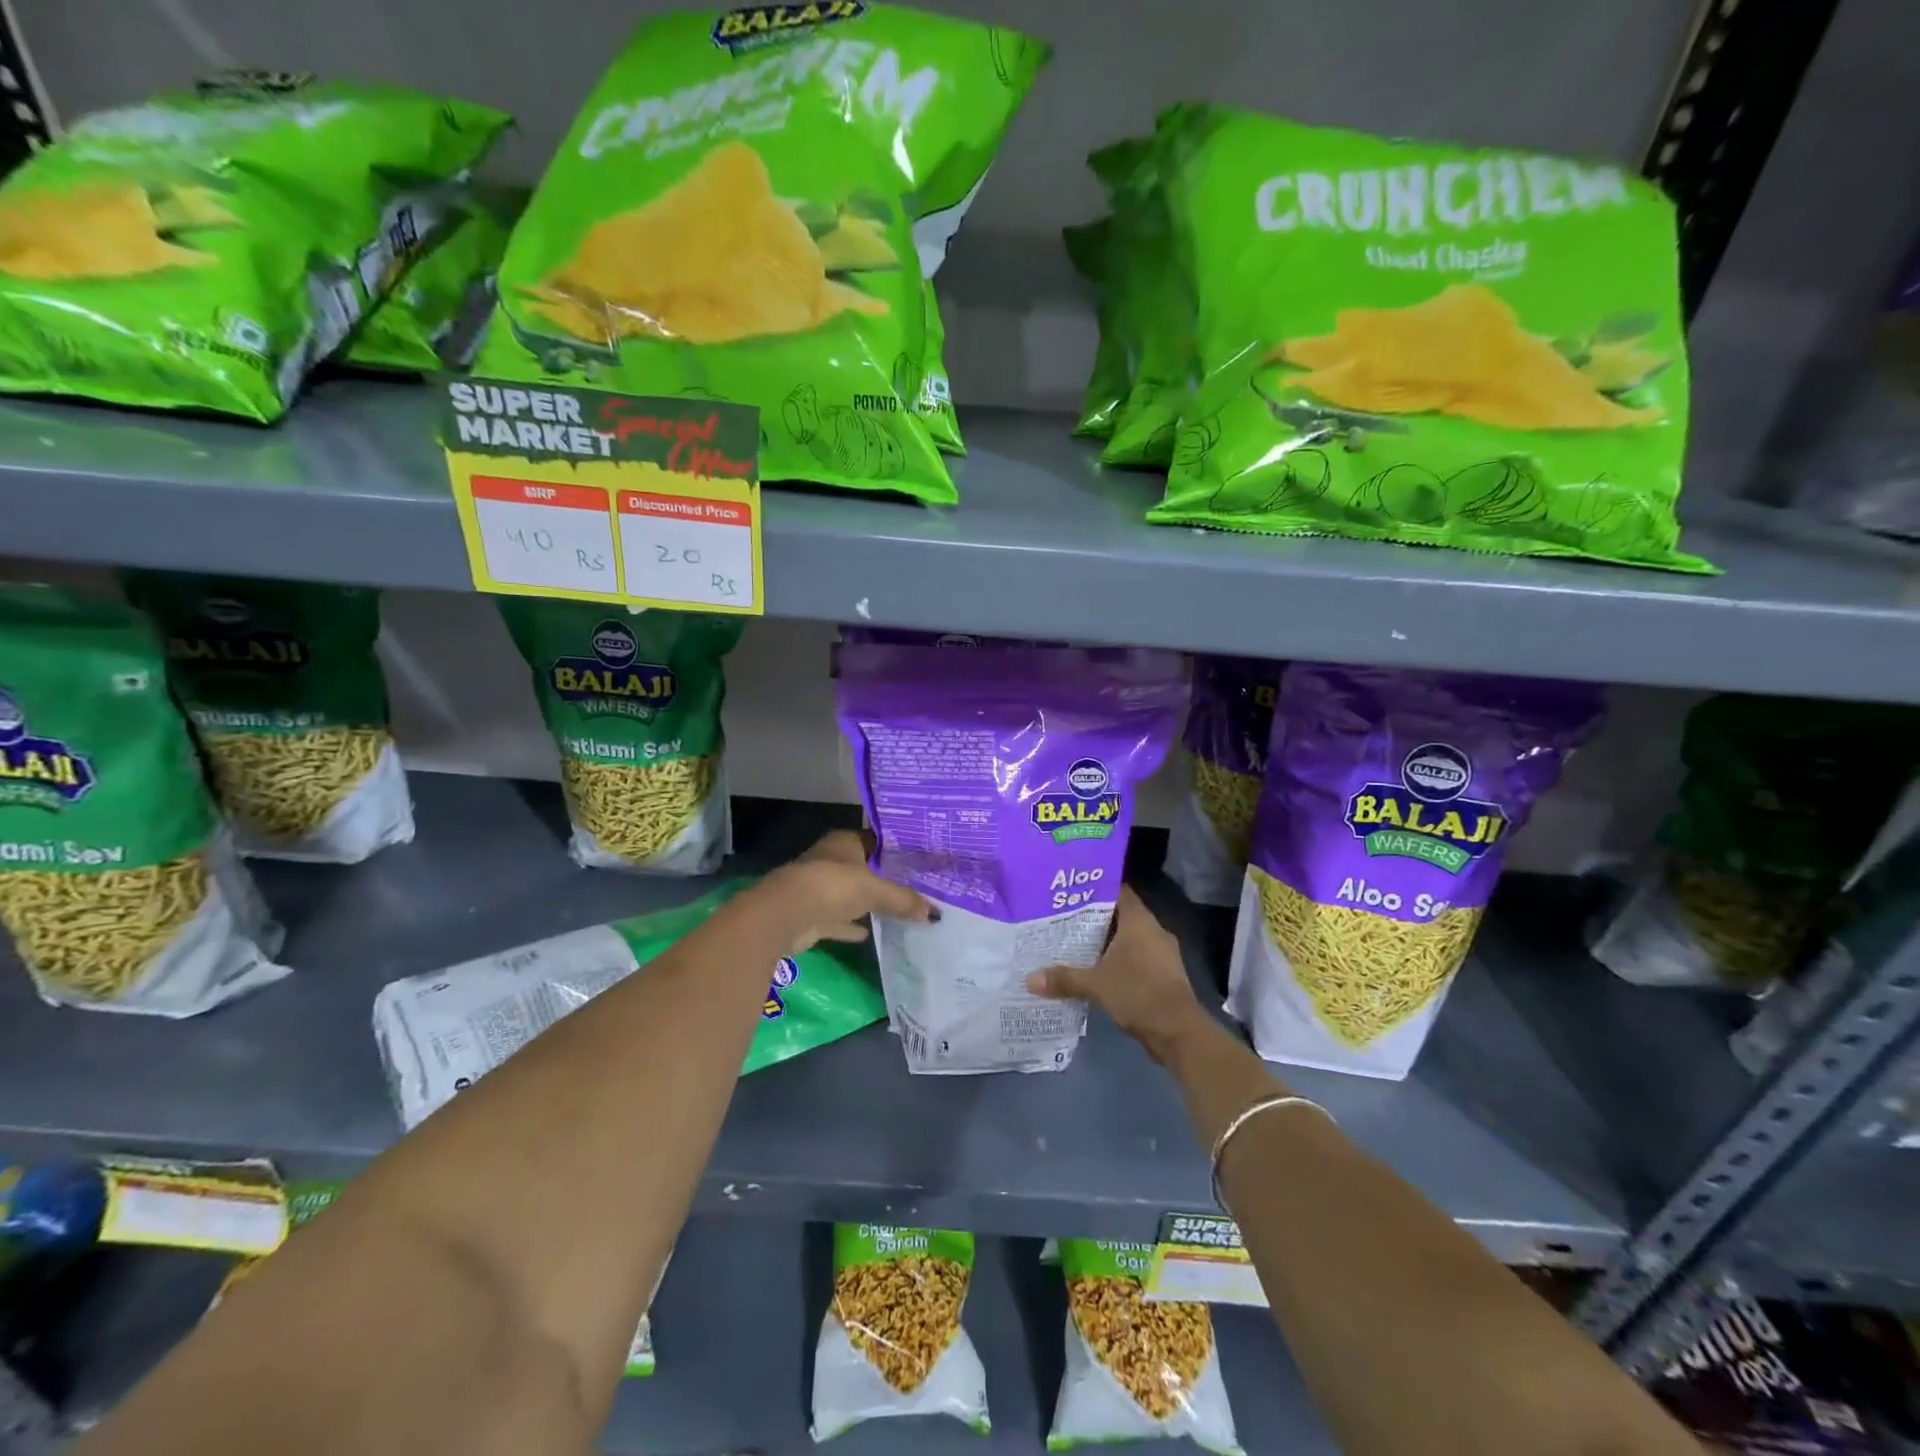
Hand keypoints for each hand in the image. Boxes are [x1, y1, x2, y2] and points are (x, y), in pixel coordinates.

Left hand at [758, 829, 934, 954]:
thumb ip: (904, 900)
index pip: (876, 840)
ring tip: (898, 911)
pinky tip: (869, 934)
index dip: (896, 850)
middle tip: (916, 888)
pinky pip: (838, 919)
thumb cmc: (832, 886)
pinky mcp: (811, 914)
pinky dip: (851, 926)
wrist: (785, 915)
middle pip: (864, 868)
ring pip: (850, 894)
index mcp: (845, 842)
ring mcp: (819, 887)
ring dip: (867, 903)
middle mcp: (831, 860)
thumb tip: (935, 913)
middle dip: (884, 878)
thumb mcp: (875, 890)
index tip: (920, 861)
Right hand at [1026, 887, 1210, 1063]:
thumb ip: (1064, 978)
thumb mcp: (1095, 984)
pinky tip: (1098, 971)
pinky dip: (1120, 962)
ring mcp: (1163, 954)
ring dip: (1108, 943)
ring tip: (1077, 944)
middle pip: (1122, 916)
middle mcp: (1154, 931)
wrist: (1178, 1032)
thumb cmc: (1137, 993)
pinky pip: (1138, 959)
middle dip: (1096, 918)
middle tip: (1066, 918)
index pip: (1118, 892)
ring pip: (1130, 939)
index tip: (1072, 892)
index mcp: (1139, 921)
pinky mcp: (1165, 975)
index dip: (1097, 889)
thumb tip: (1030, 979)